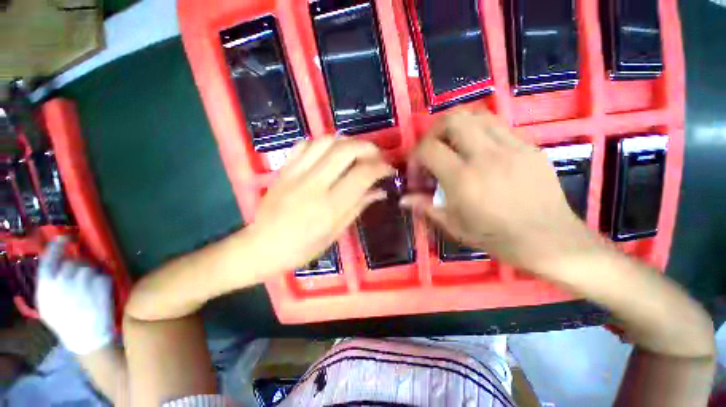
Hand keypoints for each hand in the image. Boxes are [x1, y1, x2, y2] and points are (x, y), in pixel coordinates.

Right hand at [36, 238, 114, 354]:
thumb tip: (56, 263)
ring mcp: (84, 283)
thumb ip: (49, 284)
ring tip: (89, 292)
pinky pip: (104, 275)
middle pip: (74, 261)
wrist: (87, 339)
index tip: (64, 237)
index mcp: (46, 286)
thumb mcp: (47, 305)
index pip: (50, 258)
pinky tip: (99, 294)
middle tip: (80, 281)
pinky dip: (103, 281)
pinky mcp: (103, 285)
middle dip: (78, 267)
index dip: (57, 246)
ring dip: (91, 274)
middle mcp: (63, 281)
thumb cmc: (65, 324)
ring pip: (90, 267)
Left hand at [248, 138, 393, 271]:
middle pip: (346, 150)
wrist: (261, 246)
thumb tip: (379, 190)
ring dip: (347, 142)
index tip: (388, 169)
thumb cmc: (302, 248)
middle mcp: (313, 184)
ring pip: (326, 141)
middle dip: (368, 148)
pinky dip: (323, 144)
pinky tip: (330, 153)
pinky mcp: (284, 169)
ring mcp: (295, 173)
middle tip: (376, 156)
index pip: (362, 175)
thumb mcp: (335, 233)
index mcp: (329, 206)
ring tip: (355, 153)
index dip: (380, 167)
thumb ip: (358, 207)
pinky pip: (305, 144)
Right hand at [402, 110, 594, 271]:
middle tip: (433, 151)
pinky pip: (498, 125)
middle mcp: (486, 155)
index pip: (428, 148)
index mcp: (464, 178)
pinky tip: (479, 152)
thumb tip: (403, 199)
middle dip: (434, 132)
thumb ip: (426, 207)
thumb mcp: (454, 226)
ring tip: (453, 146)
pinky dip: (480, 132)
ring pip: (476, 114)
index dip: (415, 157)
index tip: (418, 173)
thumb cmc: (496, 237)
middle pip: (452, 119)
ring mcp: (512, 146)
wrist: (549, 239)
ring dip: (457, 126)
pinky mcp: (529, 146)